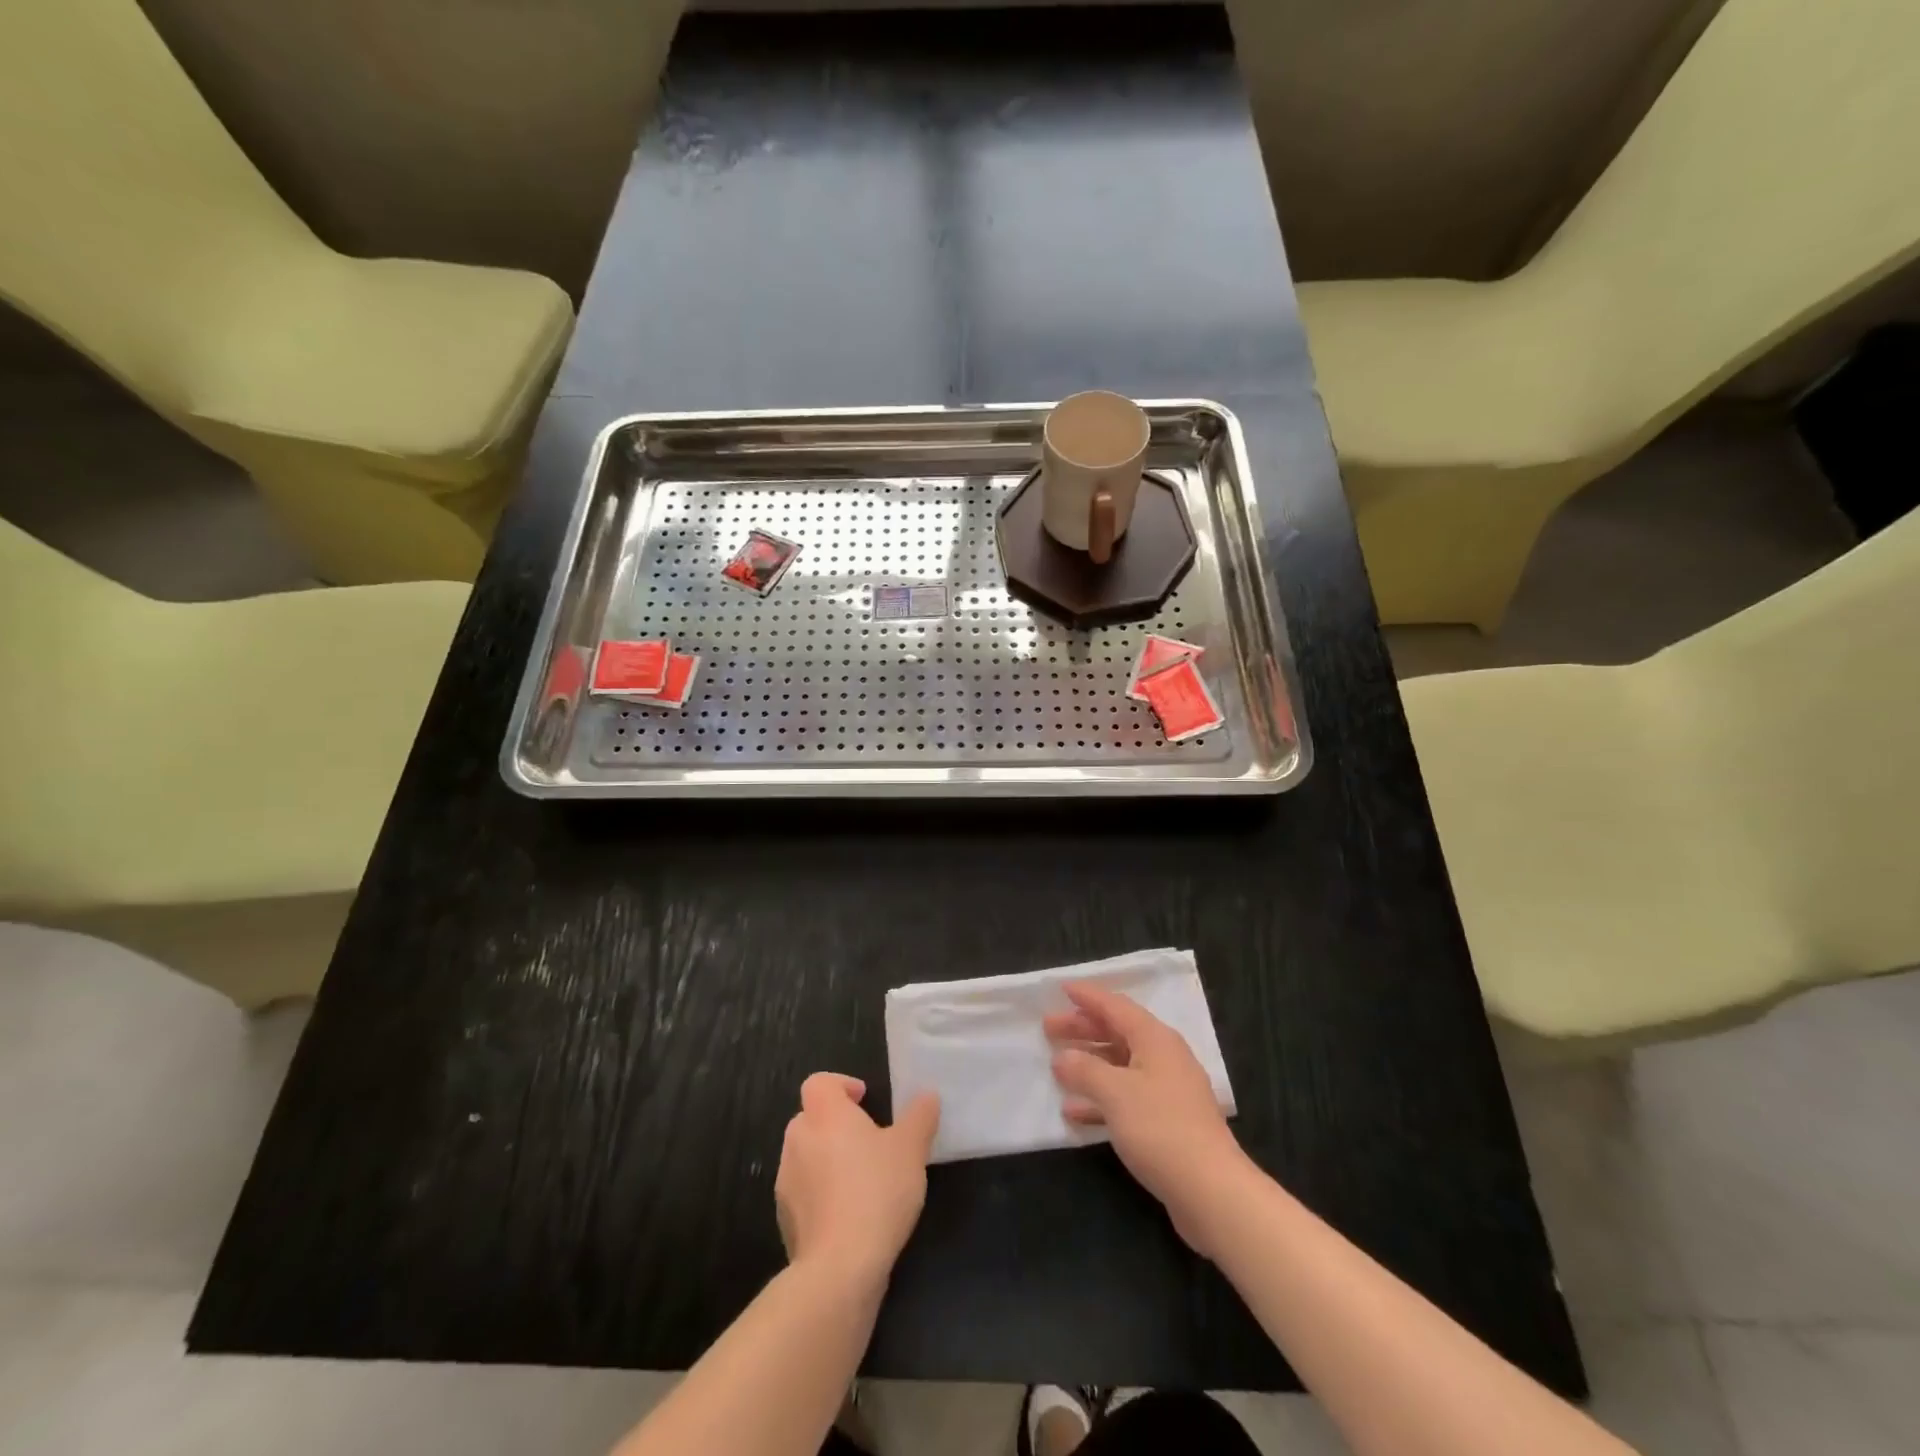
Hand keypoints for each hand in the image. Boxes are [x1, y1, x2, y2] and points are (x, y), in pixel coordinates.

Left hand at [775, 1073, 940, 1289]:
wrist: (839, 1268)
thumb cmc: (877, 1191)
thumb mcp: (912, 1149)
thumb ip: (920, 1117)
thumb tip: (927, 1096)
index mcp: (825, 1114)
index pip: (819, 1082)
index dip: (840, 1086)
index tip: (864, 1100)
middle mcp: (798, 1140)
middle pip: (811, 1118)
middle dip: (836, 1126)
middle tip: (869, 1142)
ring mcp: (786, 1182)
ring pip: (806, 1157)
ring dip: (827, 1161)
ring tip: (862, 1182)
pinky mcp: (785, 1220)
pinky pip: (803, 1194)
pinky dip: (821, 1196)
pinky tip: (849, 1217)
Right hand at [1046, 982, 1253, 1256]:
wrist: (1212, 1191)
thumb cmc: (1161, 1129)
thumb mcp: (1115, 1093)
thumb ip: (1085, 1070)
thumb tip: (1063, 1057)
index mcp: (1155, 1039)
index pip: (1116, 1006)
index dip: (1088, 996)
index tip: (1060, 988)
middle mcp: (1163, 1057)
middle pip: (1117, 1032)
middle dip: (1083, 1029)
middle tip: (1048, 1028)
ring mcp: (1167, 1091)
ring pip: (1120, 1065)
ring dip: (1089, 1063)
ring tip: (1056, 1065)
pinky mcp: (1166, 1122)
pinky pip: (1125, 1097)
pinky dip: (1100, 1098)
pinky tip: (1074, 1111)